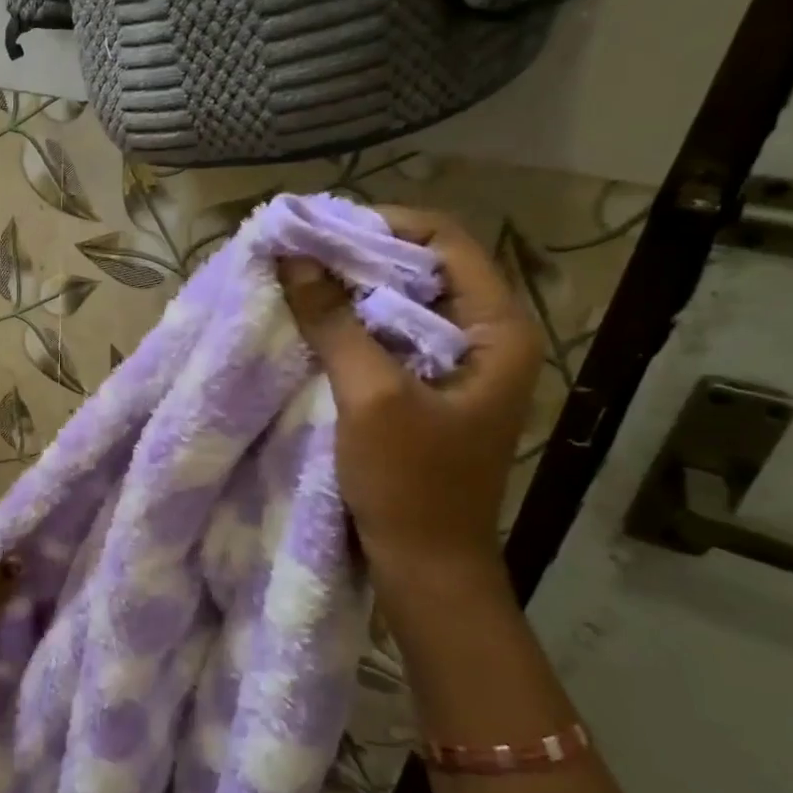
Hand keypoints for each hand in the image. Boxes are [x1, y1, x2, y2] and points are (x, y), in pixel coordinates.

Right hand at [278, 207, 543, 603]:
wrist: (426, 567)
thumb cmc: (411, 484)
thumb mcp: (371, 397)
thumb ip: (334, 323)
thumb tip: (294, 258)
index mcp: (498, 329)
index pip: (445, 242)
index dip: (382, 225)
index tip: (320, 230)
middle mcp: (486, 337)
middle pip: (423, 268)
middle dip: (360, 255)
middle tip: (299, 253)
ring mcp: (457, 365)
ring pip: (403, 303)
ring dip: (353, 290)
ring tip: (299, 280)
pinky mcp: (427, 389)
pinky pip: (390, 337)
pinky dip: (353, 323)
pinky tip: (314, 322)